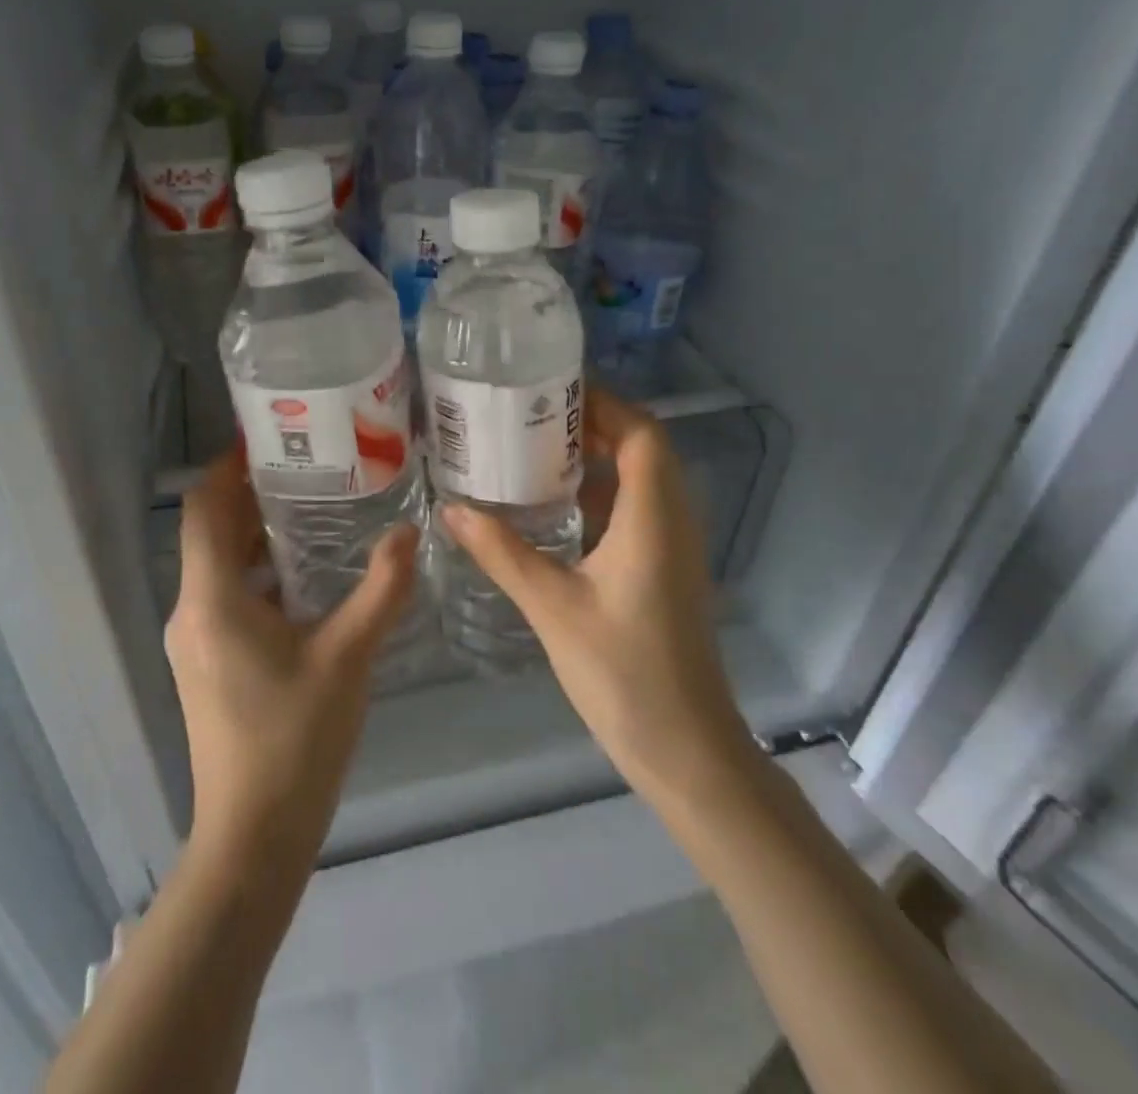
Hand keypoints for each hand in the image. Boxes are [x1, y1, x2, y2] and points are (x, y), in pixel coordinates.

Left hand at [166, 450, 418, 875]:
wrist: (254, 838)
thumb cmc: (295, 740)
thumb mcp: (348, 657)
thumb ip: (381, 589)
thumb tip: (411, 532)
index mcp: (212, 598)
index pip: (203, 508)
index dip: (228, 466)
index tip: (270, 438)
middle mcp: (192, 610)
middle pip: (211, 531)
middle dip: (253, 495)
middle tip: (309, 465)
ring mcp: (197, 640)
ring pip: (220, 565)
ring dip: (258, 534)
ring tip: (315, 508)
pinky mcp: (209, 663)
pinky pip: (228, 596)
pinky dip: (260, 572)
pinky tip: (307, 575)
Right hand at [438, 390, 750, 813]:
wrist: (685, 747)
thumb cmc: (623, 672)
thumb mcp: (552, 606)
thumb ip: (502, 552)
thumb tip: (452, 509)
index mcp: (654, 517)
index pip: (641, 432)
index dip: (603, 403)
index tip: (550, 390)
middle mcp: (673, 519)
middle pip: (642, 447)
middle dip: (592, 423)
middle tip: (531, 416)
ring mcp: (675, 546)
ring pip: (642, 478)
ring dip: (597, 457)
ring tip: (536, 449)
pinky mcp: (666, 569)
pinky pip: (638, 509)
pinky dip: (601, 493)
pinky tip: (556, 506)